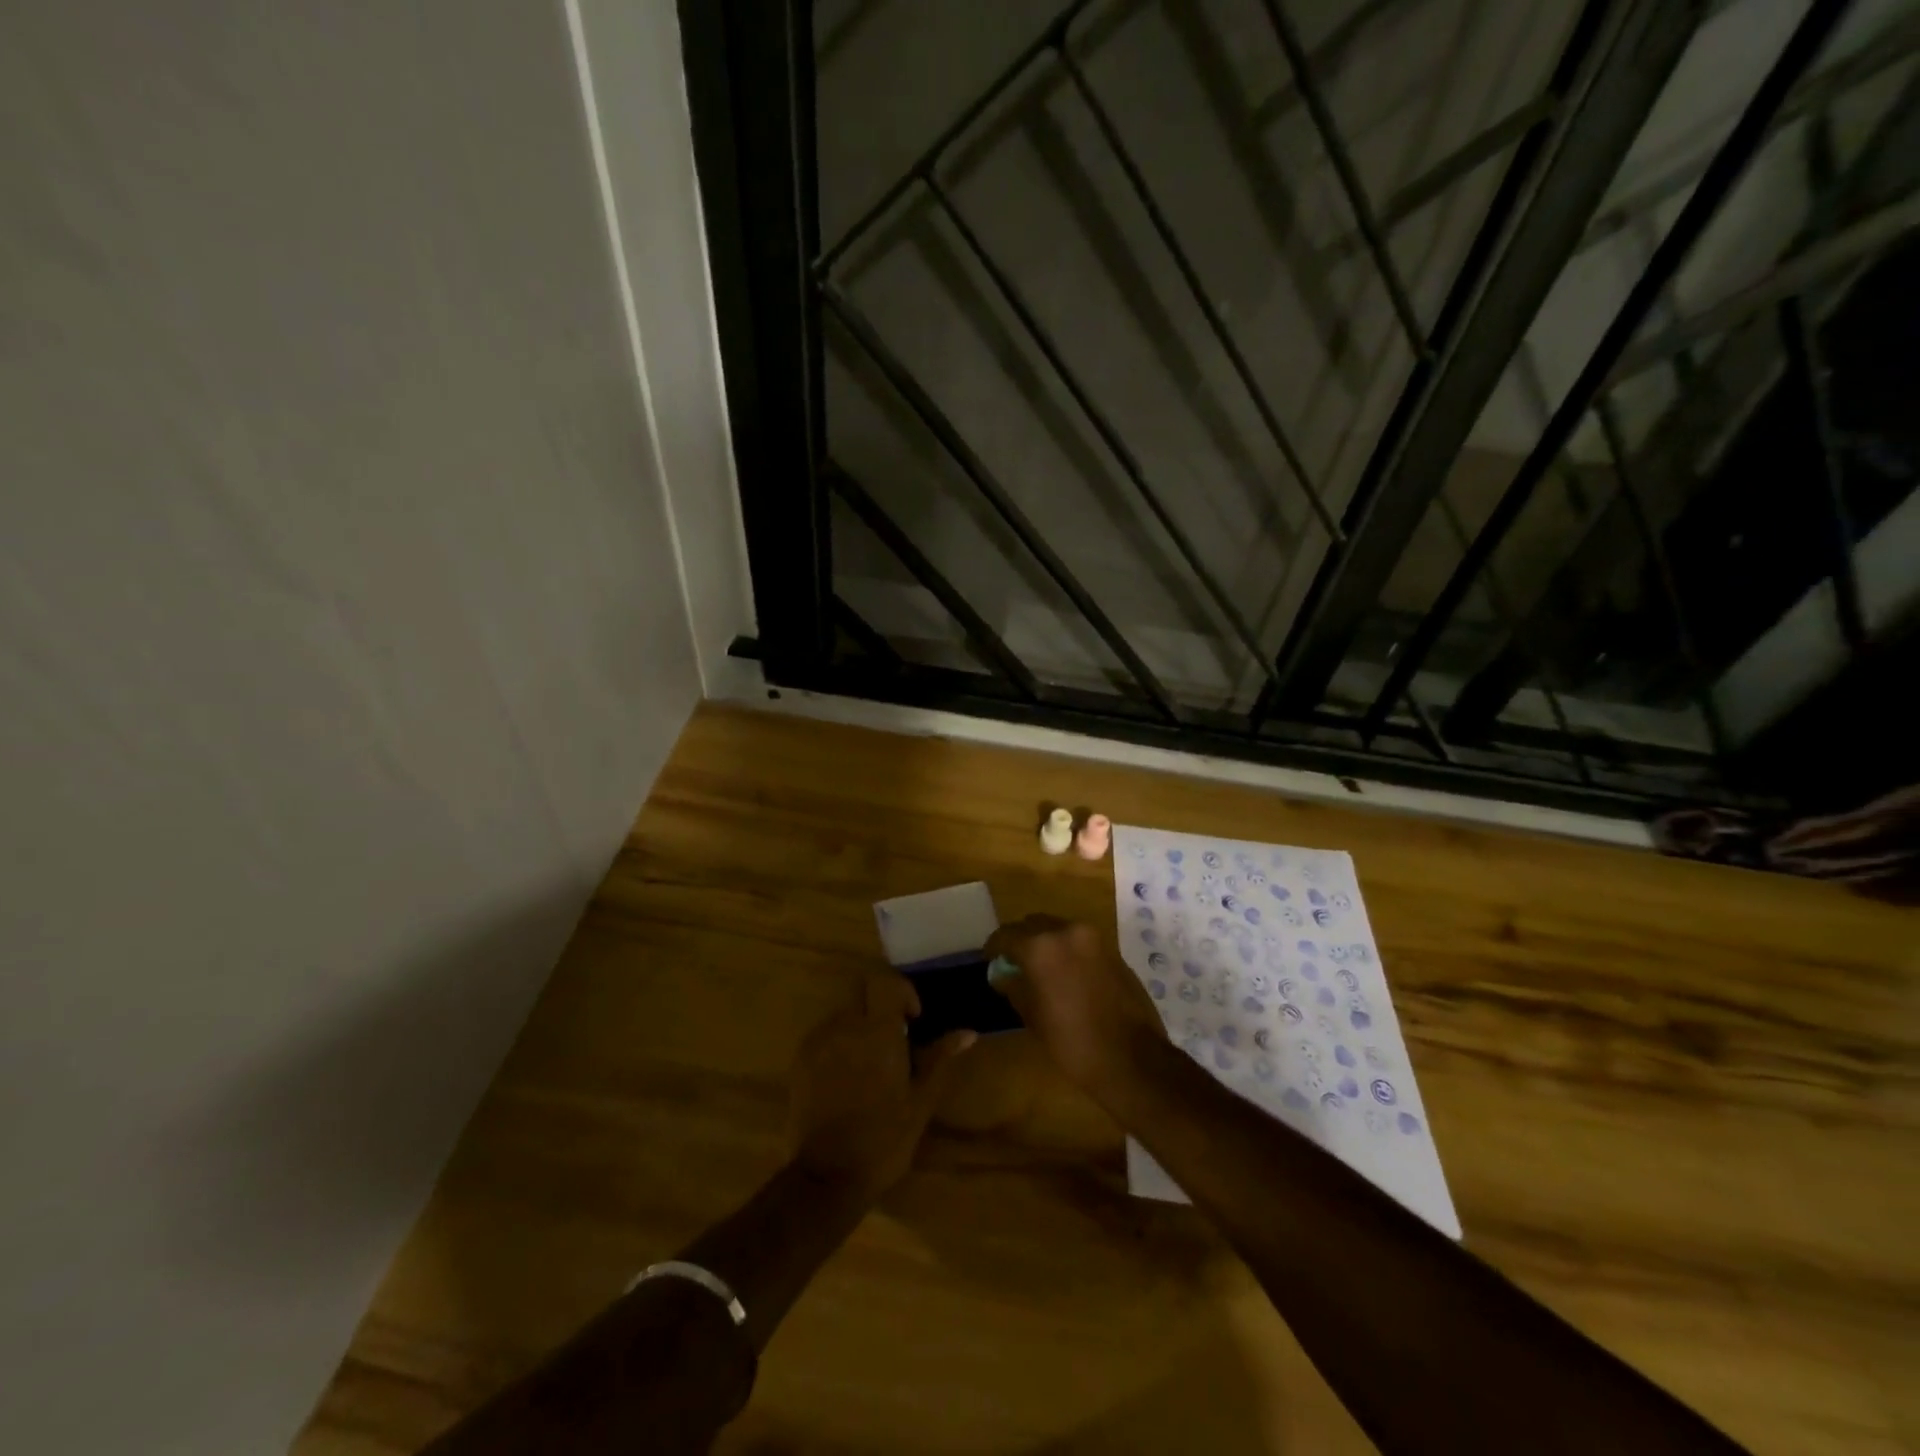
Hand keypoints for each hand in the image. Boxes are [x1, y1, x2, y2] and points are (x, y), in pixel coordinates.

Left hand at [787, 973, 975, 1202]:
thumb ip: (940, 1059)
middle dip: (879, 1007)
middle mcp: (844, 1026)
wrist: (828, 1177)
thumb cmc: (884, 1139)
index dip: (902, 992)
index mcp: (877, 1030)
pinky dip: (839, 1044)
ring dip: (859, 1027)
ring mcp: (818, 1042)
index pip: (885, 982)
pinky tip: (848, 1079)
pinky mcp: (800, 1060)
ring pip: (843, 1014)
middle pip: (862, 992)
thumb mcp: (921, 1101)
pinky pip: (825, 1036)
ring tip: (871, 1064)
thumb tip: (967, 1033)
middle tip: (894, 1040)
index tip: (913, 1019)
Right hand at [985, 915, 1164, 1104]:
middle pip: (1034, 924)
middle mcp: (1067, 931)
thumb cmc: (1072, 1042)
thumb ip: (1014, 986)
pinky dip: (1067, 950)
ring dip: (1045, 943)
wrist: (1132, 1058)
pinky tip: (1064, 975)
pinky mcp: (1112, 950)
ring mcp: (1094, 938)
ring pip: (1058, 929)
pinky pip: (1079, 941)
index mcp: (1041, 946)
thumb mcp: (1032, 1016)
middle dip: (1021, 940)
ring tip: (1039, 969)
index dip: (994, 947)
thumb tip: (1003, 974)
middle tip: (1013, 963)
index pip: (1007, 935)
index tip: (990, 960)